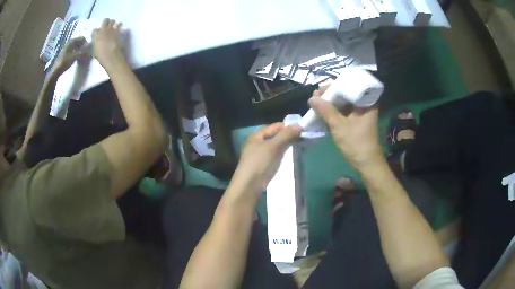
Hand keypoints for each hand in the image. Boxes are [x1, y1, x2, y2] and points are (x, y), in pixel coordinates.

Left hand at [53, 37, 89, 74]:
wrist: (56, 70)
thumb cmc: (65, 62)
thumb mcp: (74, 57)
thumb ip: (82, 51)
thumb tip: (89, 47)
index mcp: (72, 41)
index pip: (82, 38)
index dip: (85, 43)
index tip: (87, 50)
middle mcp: (70, 42)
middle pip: (79, 41)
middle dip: (82, 46)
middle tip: (84, 53)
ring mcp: (67, 47)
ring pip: (76, 45)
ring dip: (80, 49)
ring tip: (81, 55)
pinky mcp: (66, 52)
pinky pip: (73, 49)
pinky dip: (76, 51)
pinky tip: (76, 57)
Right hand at [92, 19, 125, 69]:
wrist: (111, 56)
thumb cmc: (101, 55)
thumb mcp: (94, 51)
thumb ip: (94, 45)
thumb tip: (92, 44)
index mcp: (97, 34)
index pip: (95, 30)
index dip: (96, 33)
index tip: (97, 35)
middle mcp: (104, 29)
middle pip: (105, 20)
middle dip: (106, 22)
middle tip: (106, 27)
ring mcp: (112, 29)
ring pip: (113, 21)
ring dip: (113, 23)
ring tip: (113, 27)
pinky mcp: (119, 30)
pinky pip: (120, 24)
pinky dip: (120, 25)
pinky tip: (120, 28)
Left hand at [228, 123, 301, 201]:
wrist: (248, 186)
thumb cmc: (260, 163)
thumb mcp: (273, 147)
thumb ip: (286, 135)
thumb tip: (299, 125)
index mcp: (257, 135)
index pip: (276, 126)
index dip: (289, 127)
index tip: (304, 130)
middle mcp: (257, 142)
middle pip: (276, 136)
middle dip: (289, 136)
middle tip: (304, 139)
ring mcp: (259, 154)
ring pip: (277, 146)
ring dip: (287, 146)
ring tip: (300, 147)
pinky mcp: (263, 165)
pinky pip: (275, 155)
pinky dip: (283, 154)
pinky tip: (291, 157)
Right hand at [309, 86, 383, 170]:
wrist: (367, 165)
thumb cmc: (356, 144)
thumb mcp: (339, 126)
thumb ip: (325, 111)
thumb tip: (312, 99)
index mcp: (365, 102)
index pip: (347, 86)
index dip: (332, 87)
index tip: (318, 92)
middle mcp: (364, 105)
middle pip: (344, 94)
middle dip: (329, 96)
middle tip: (314, 98)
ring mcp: (360, 114)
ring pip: (343, 104)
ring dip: (330, 105)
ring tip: (315, 105)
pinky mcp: (356, 122)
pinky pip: (344, 112)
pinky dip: (334, 113)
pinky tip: (322, 113)